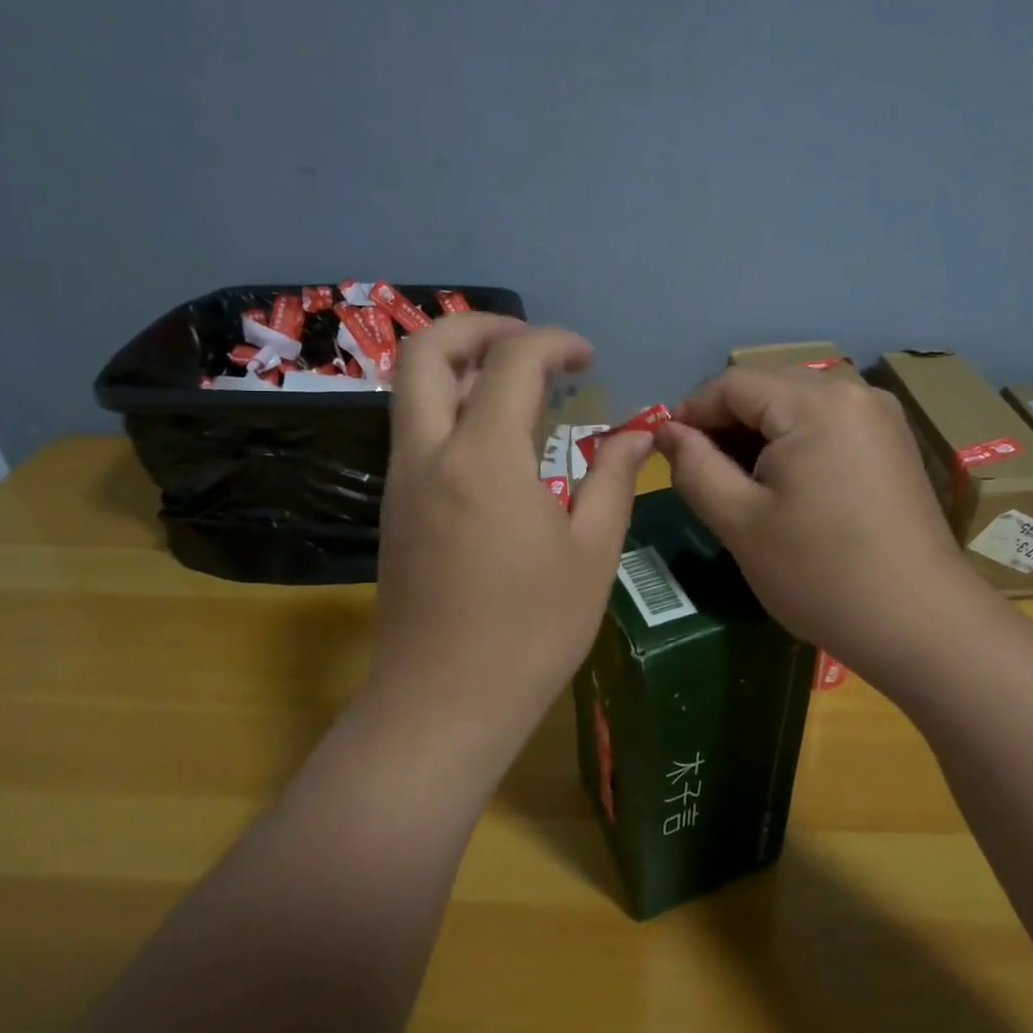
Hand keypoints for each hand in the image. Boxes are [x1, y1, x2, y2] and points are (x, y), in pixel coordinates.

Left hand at [366, 315, 654, 769]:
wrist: (442, 705)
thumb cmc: (530, 633)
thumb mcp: (591, 553)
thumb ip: (612, 479)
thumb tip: (637, 434)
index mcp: (484, 458)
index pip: (512, 360)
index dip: (554, 342)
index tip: (588, 358)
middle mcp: (429, 454)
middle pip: (426, 350)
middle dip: (480, 326)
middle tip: (532, 344)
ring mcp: (402, 480)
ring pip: (414, 388)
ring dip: (464, 367)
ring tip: (523, 389)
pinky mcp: (395, 507)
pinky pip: (417, 429)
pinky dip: (453, 407)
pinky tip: (500, 441)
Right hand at [655, 368, 991, 691]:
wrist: (922, 625)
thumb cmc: (821, 574)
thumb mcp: (740, 521)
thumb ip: (694, 466)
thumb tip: (667, 431)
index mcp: (816, 402)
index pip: (732, 383)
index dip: (690, 413)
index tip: (668, 454)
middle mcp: (853, 392)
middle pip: (767, 388)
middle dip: (725, 424)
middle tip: (702, 475)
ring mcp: (880, 416)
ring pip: (796, 405)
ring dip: (758, 435)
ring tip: (739, 486)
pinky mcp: (892, 443)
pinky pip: (826, 424)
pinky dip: (793, 444)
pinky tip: (784, 487)